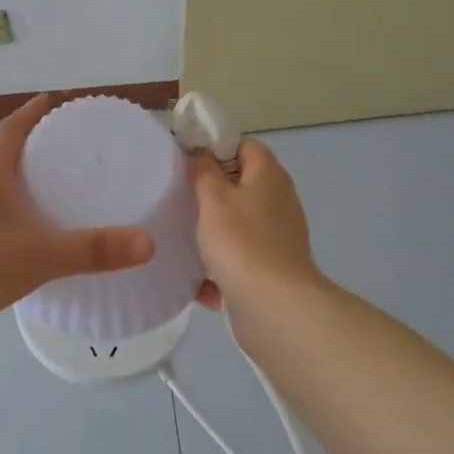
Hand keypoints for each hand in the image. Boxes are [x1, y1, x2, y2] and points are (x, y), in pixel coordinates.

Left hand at [0, 94, 155, 331]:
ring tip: (59, 180)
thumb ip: (94, 249)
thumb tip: (147, 243)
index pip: (16, 124)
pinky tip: (34, 223)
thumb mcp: (44, 255)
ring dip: (24, 171)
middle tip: (74, 144)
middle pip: (6, 147)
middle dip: (37, 140)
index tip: (61, 101)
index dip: (37, 110)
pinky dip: (15, 201)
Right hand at [188, 138, 321, 310]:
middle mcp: (278, 202)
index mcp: (269, 176)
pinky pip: (238, 260)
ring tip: (177, 235)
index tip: (184, 159)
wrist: (274, 308)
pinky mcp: (269, 269)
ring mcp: (276, 237)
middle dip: (207, 191)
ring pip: (236, 225)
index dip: (214, 146)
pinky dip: (218, 268)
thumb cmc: (242, 243)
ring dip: (210, 232)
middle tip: (175, 196)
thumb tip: (200, 154)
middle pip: (239, 185)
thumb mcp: (213, 199)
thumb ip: (203, 172)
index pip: (243, 145)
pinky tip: (195, 280)